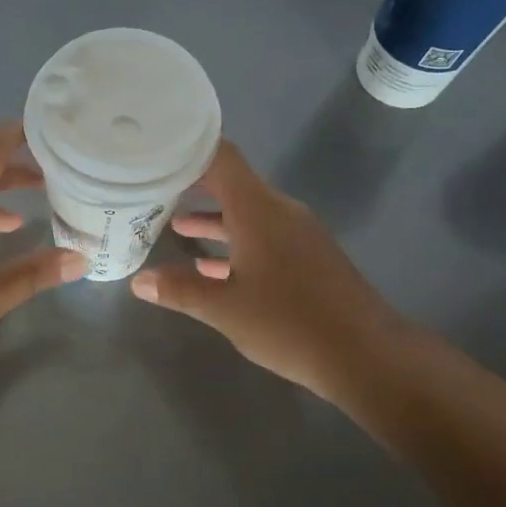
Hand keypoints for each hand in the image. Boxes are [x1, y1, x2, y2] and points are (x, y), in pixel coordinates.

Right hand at [129, 141, 407, 405]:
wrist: (366, 356)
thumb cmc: (289, 323)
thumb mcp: (224, 308)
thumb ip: (180, 290)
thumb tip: (139, 281)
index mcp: (259, 211)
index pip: (221, 158)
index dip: (188, 151)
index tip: (155, 153)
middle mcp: (280, 212)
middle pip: (232, 185)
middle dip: (192, 188)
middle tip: (153, 191)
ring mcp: (298, 235)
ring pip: (246, 215)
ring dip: (212, 220)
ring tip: (173, 227)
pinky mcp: (309, 258)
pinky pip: (263, 237)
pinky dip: (235, 244)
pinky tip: (210, 267)